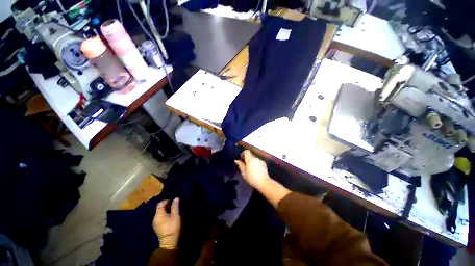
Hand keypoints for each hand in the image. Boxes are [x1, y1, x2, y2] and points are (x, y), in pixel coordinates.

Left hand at [153, 198, 180, 248]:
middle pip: (159, 208)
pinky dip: (164, 215)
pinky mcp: (157, 227)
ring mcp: (155, 223)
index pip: (160, 204)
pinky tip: (170, 217)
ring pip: (159, 213)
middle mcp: (155, 218)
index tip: (173, 201)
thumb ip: (175, 206)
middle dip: (166, 205)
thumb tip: (176, 198)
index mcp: (158, 215)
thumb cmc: (172, 227)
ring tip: (173, 211)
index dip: (166, 201)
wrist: (169, 242)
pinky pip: (159, 217)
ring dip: (165, 210)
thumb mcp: (175, 216)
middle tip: (174, 206)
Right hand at [235, 150, 270, 188]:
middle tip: (245, 164)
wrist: (264, 182)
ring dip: (252, 161)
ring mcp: (260, 160)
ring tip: (251, 168)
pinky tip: (256, 170)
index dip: (243, 153)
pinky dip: (256, 163)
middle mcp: (256, 158)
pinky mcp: (264, 163)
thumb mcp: (244, 173)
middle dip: (247, 158)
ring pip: (254, 158)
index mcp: (250, 159)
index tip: (241, 159)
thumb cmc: (252, 178)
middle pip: (250, 154)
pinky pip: (258, 161)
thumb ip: (240, 165)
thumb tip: (236, 160)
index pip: (246, 151)